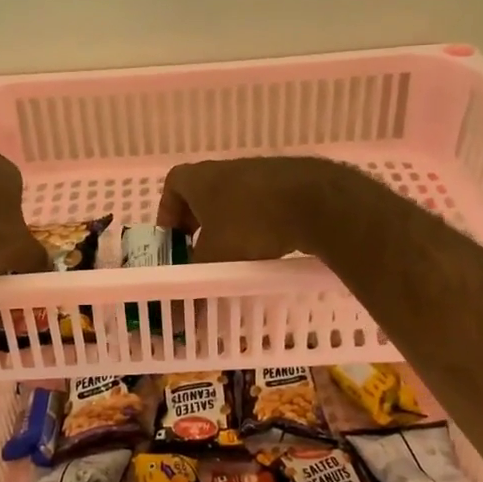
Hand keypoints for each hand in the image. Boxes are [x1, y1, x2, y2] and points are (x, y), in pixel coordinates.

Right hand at [157, 157, 360, 261]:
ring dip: (229, 223)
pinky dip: (257, 222)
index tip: (173, 238)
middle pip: (203, 192)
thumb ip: (195, 279)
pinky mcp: (288, 182)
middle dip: (198, 222)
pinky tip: (268, 245)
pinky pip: (262, 202)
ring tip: (234, 253)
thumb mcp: (215, 257)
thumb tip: (179, 313)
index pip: (173, 184)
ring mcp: (260, 172)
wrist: (315, 202)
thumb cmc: (250, 223)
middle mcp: (227, 168)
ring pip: (234, 198)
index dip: (168, 211)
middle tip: (199, 250)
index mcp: (200, 178)